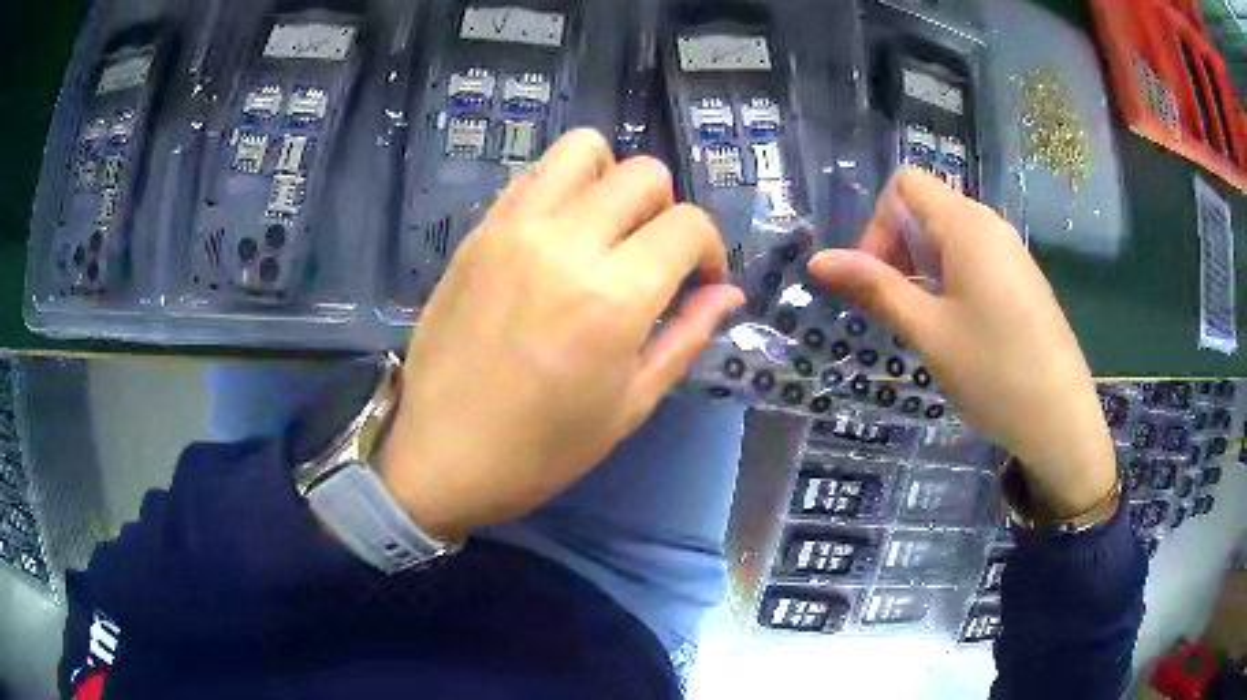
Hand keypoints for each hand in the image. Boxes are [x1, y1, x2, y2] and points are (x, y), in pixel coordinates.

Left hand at [379, 130, 744, 540]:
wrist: (442, 454)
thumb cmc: (543, 448)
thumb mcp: (631, 404)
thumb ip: (687, 336)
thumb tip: (728, 293)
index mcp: (614, 295)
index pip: (688, 224)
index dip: (709, 249)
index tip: (699, 281)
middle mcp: (566, 241)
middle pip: (644, 173)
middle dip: (666, 210)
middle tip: (652, 257)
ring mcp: (514, 227)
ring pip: (583, 149)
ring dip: (611, 179)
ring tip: (605, 229)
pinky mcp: (479, 230)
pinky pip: (534, 176)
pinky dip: (562, 188)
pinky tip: (557, 236)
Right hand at [808, 168, 1114, 517]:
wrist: (1061, 420)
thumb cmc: (993, 372)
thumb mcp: (927, 331)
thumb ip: (875, 288)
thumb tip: (819, 260)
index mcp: (966, 225)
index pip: (906, 185)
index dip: (879, 223)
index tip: (877, 280)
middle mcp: (990, 226)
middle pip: (928, 209)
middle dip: (898, 248)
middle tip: (895, 309)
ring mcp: (1012, 253)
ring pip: (951, 237)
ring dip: (924, 269)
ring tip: (925, 325)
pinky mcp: (1023, 280)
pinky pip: (977, 260)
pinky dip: (952, 281)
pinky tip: (959, 330)